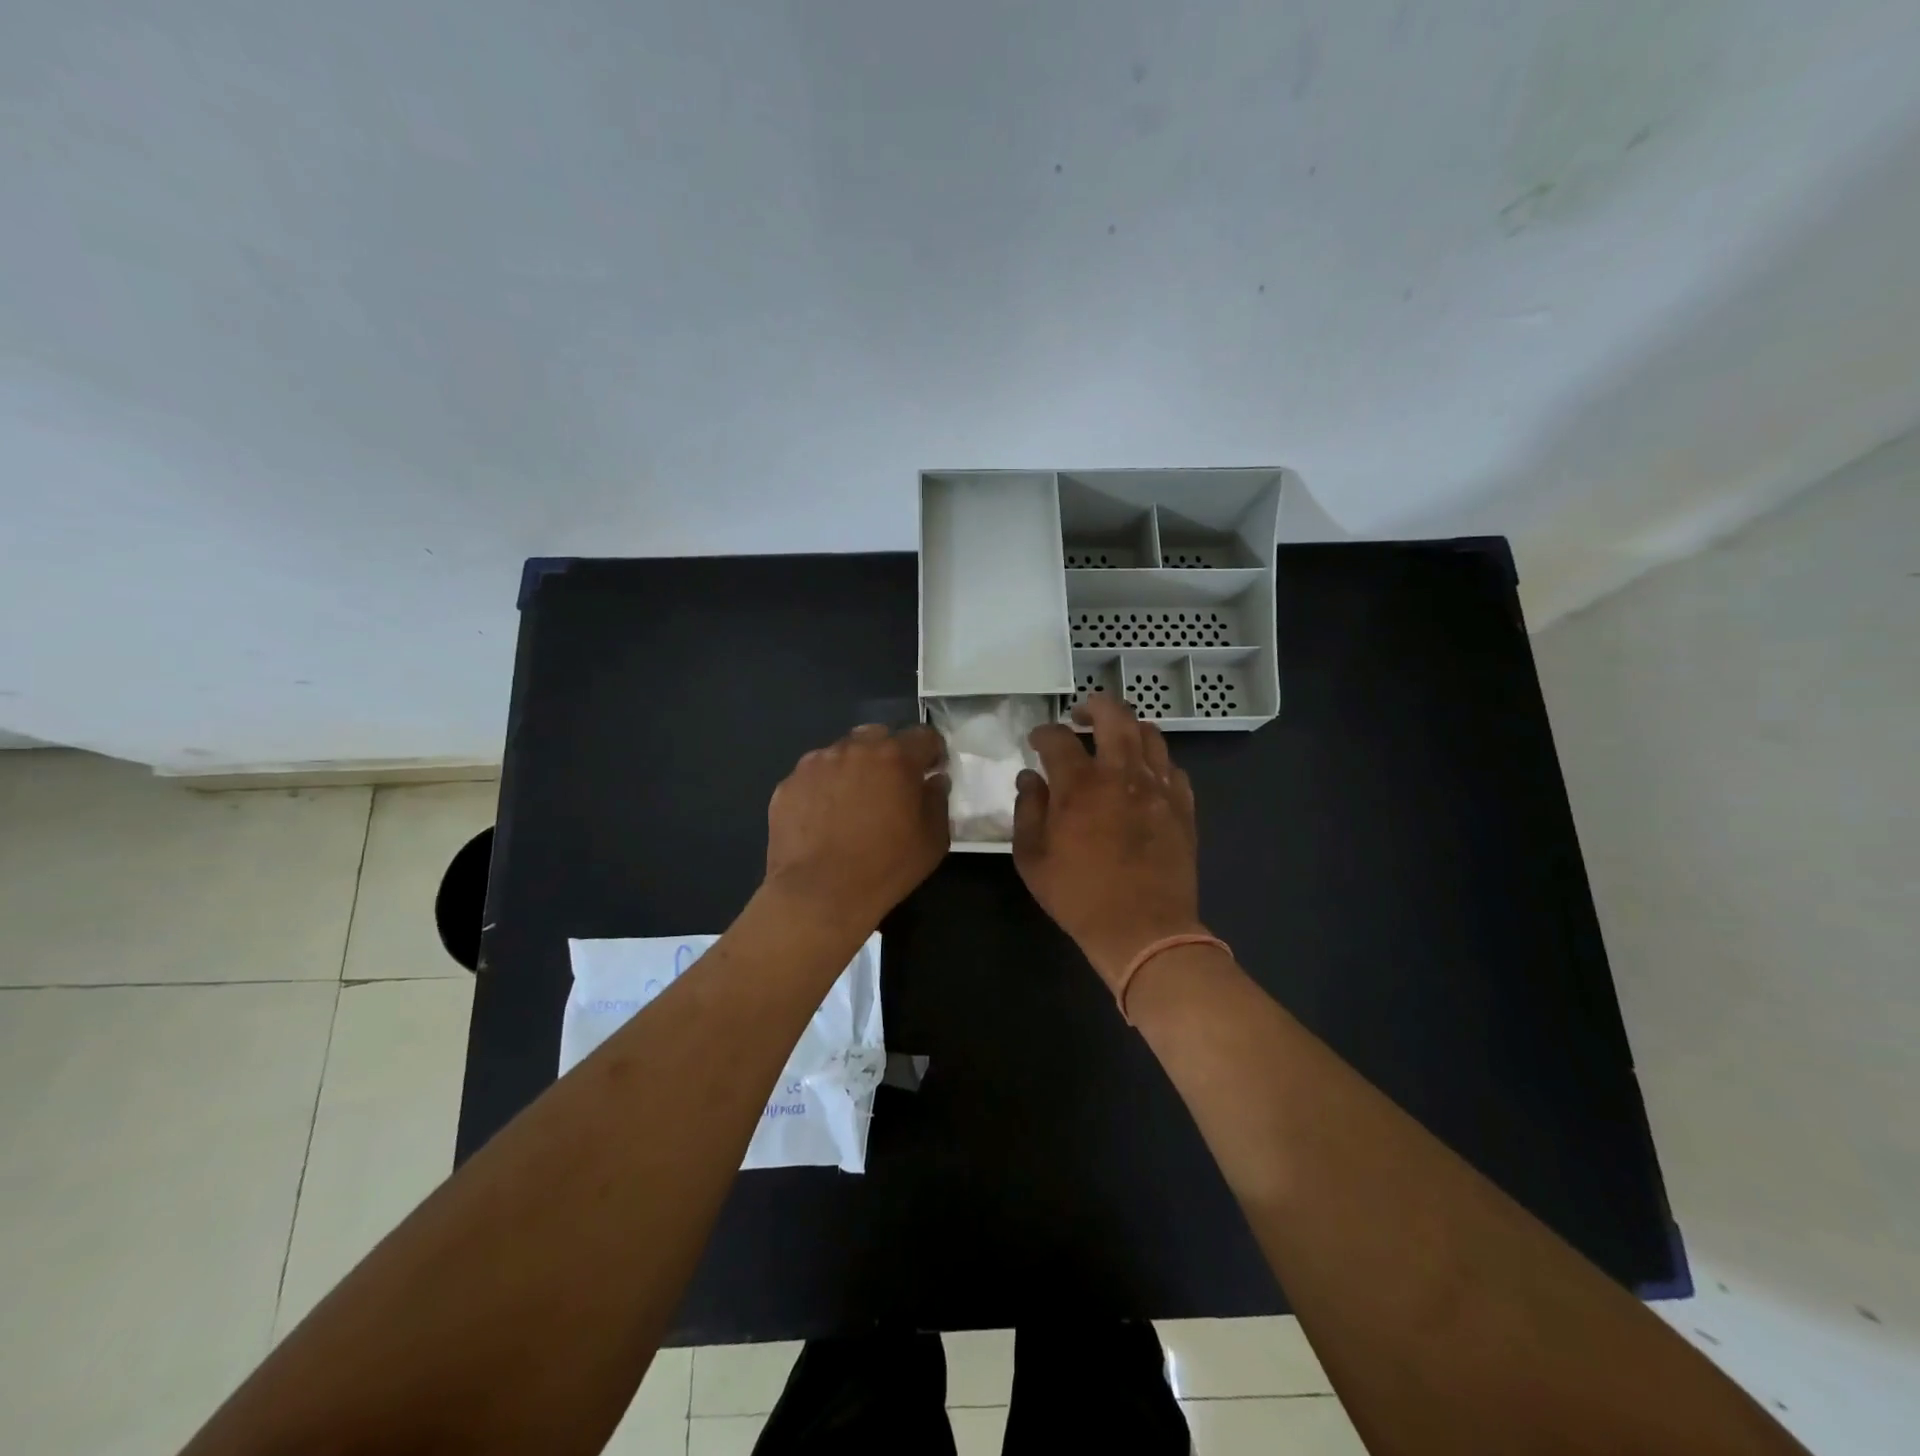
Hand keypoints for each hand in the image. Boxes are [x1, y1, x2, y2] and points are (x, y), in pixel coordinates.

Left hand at [765, 724, 950, 934]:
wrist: (818, 895)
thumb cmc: (885, 868)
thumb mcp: (932, 840)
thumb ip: (937, 801)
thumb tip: (933, 780)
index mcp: (895, 757)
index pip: (923, 736)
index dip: (932, 752)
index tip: (931, 772)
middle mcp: (854, 749)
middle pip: (878, 737)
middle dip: (889, 755)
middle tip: (890, 788)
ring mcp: (815, 764)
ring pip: (842, 753)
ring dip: (853, 769)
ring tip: (852, 805)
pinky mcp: (788, 784)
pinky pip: (813, 777)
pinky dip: (824, 789)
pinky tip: (824, 819)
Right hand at [1012, 695, 1205, 991]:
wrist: (1144, 930)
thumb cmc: (1079, 896)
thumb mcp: (1032, 859)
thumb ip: (1027, 810)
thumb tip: (1030, 778)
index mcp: (1080, 785)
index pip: (1059, 739)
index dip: (1043, 732)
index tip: (1036, 740)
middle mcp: (1122, 774)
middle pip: (1114, 716)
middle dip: (1093, 706)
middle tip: (1080, 715)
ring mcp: (1158, 788)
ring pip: (1150, 734)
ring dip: (1128, 727)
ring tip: (1114, 738)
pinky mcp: (1183, 807)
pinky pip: (1173, 767)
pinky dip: (1155, 761)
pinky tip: (1144, 774)